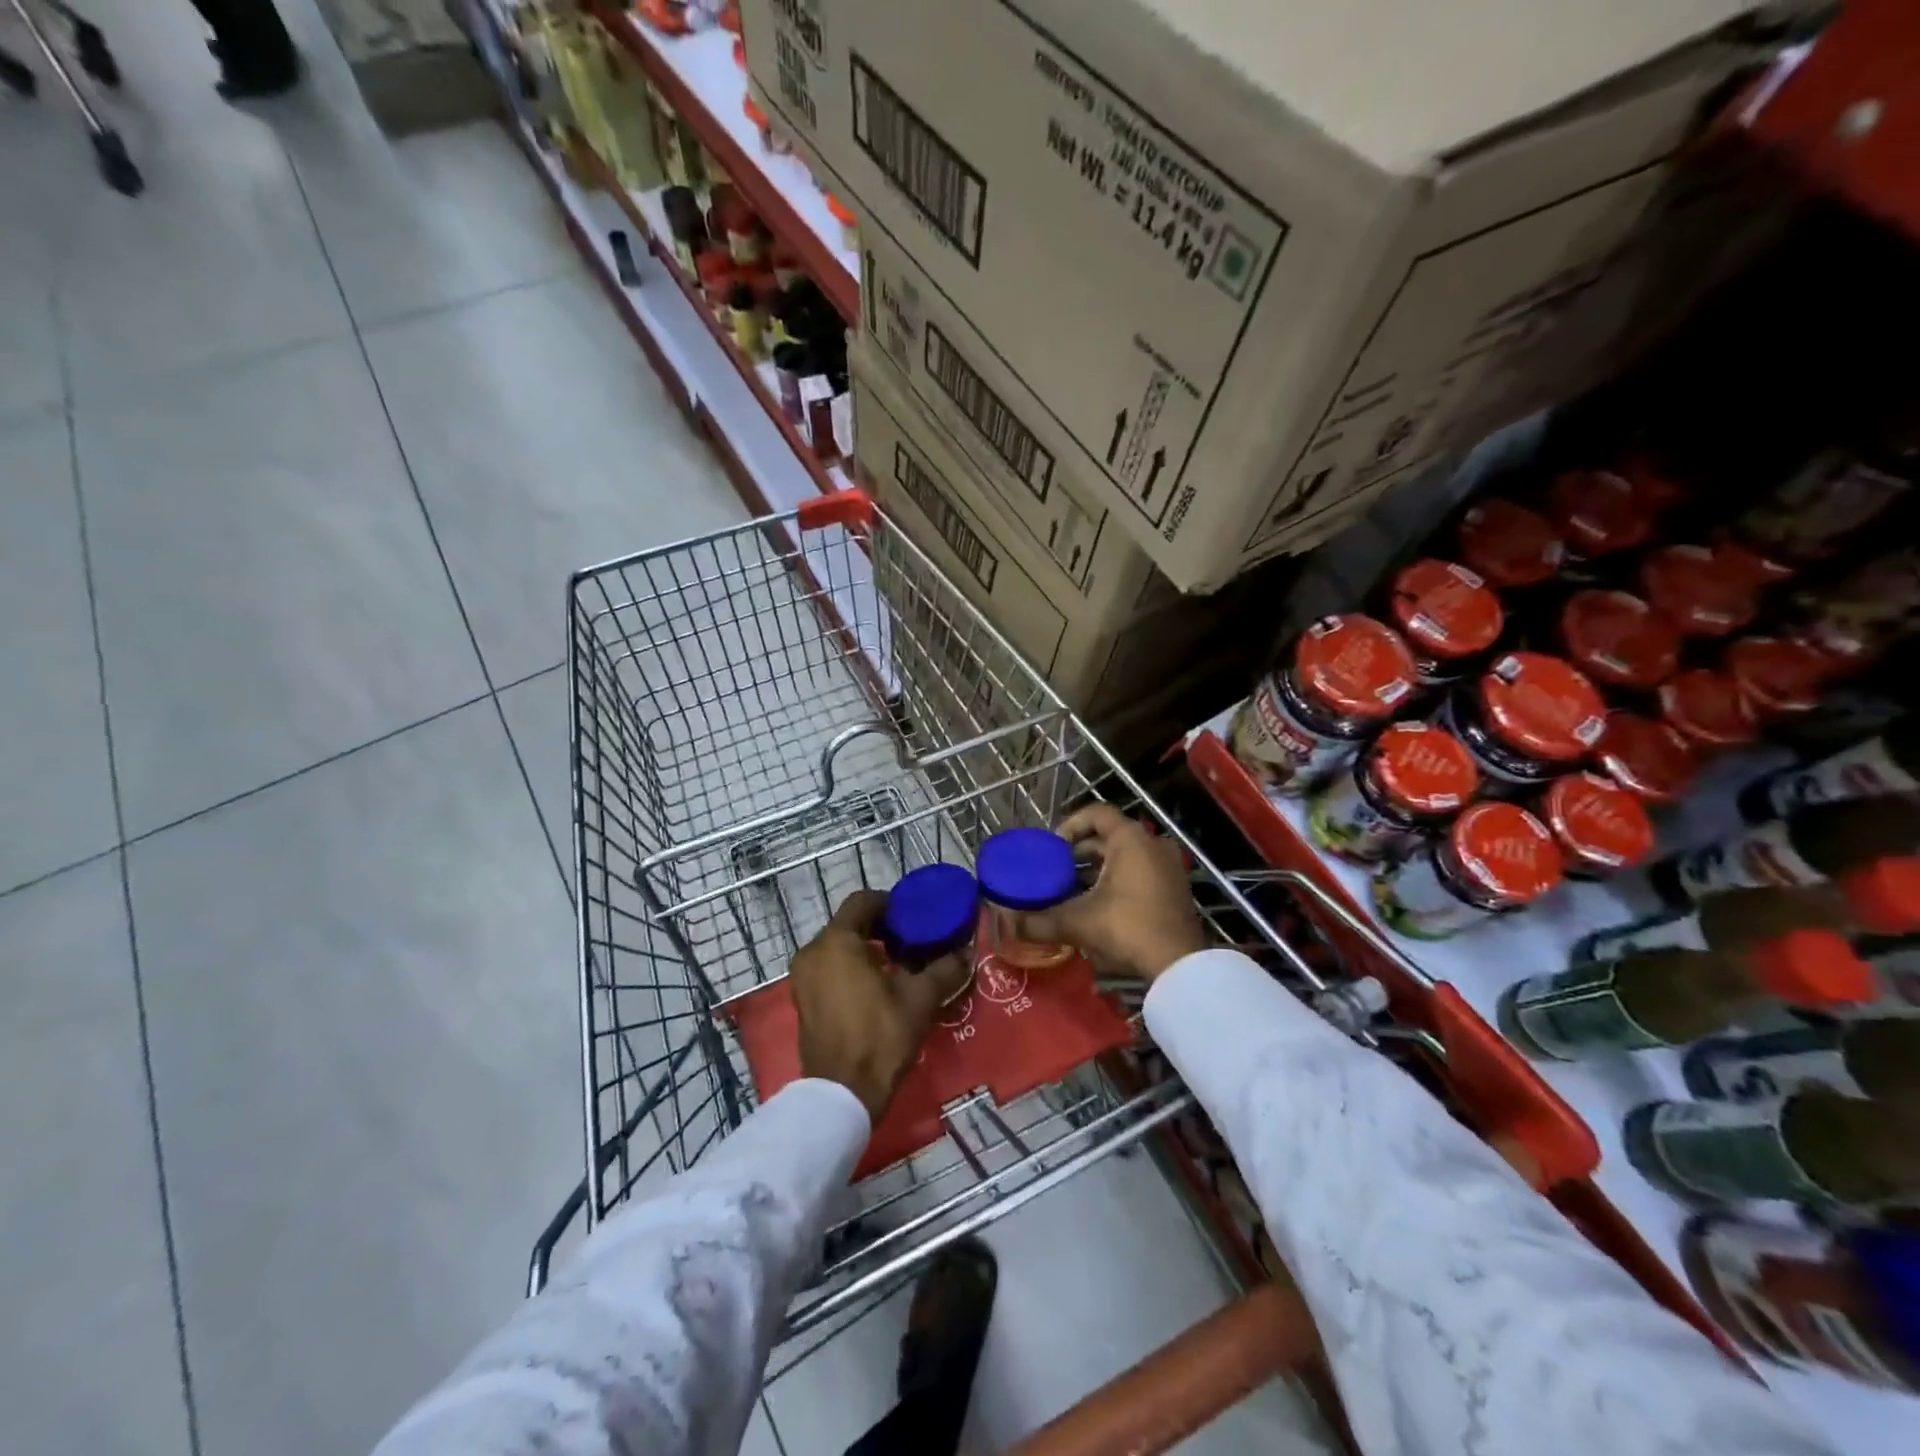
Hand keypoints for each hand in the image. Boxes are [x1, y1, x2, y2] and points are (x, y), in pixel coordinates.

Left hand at [790, 890, 971, 1120]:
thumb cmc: (880, 1036)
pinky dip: (849, 968)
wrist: (842, 1094)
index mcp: (837, 942)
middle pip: (848, 924)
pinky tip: (876, 988)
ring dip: (865, 949)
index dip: (890, 903)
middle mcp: (813, 952)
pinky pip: (828, 969)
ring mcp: (803, 978)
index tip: (913, 917)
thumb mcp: (920, 999)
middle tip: (910, 941)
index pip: (862, 902)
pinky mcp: (802, 1000)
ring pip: (837, 948)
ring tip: (897, 966)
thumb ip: (944, 969)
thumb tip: (966, 953)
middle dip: (879, 928)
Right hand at [1013, 803, 1206, 980]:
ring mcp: (1168, 867)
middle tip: (1056, 872)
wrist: (1179, 966)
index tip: (1052, 848)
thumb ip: (1041, 920)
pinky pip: (1139, 873)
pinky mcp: (1175, 889)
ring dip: (1097, 870)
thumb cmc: (1127, 927)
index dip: (1070, 825)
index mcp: (1131, 839)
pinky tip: (1097, 907)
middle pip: (1109, 837)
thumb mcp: (1079, 922)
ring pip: (1124, 857)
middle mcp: (1152, 844)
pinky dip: (1117, 882)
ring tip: (1071, 892)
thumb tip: (1009, 924)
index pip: (1096, 814)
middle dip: (1079, 854)